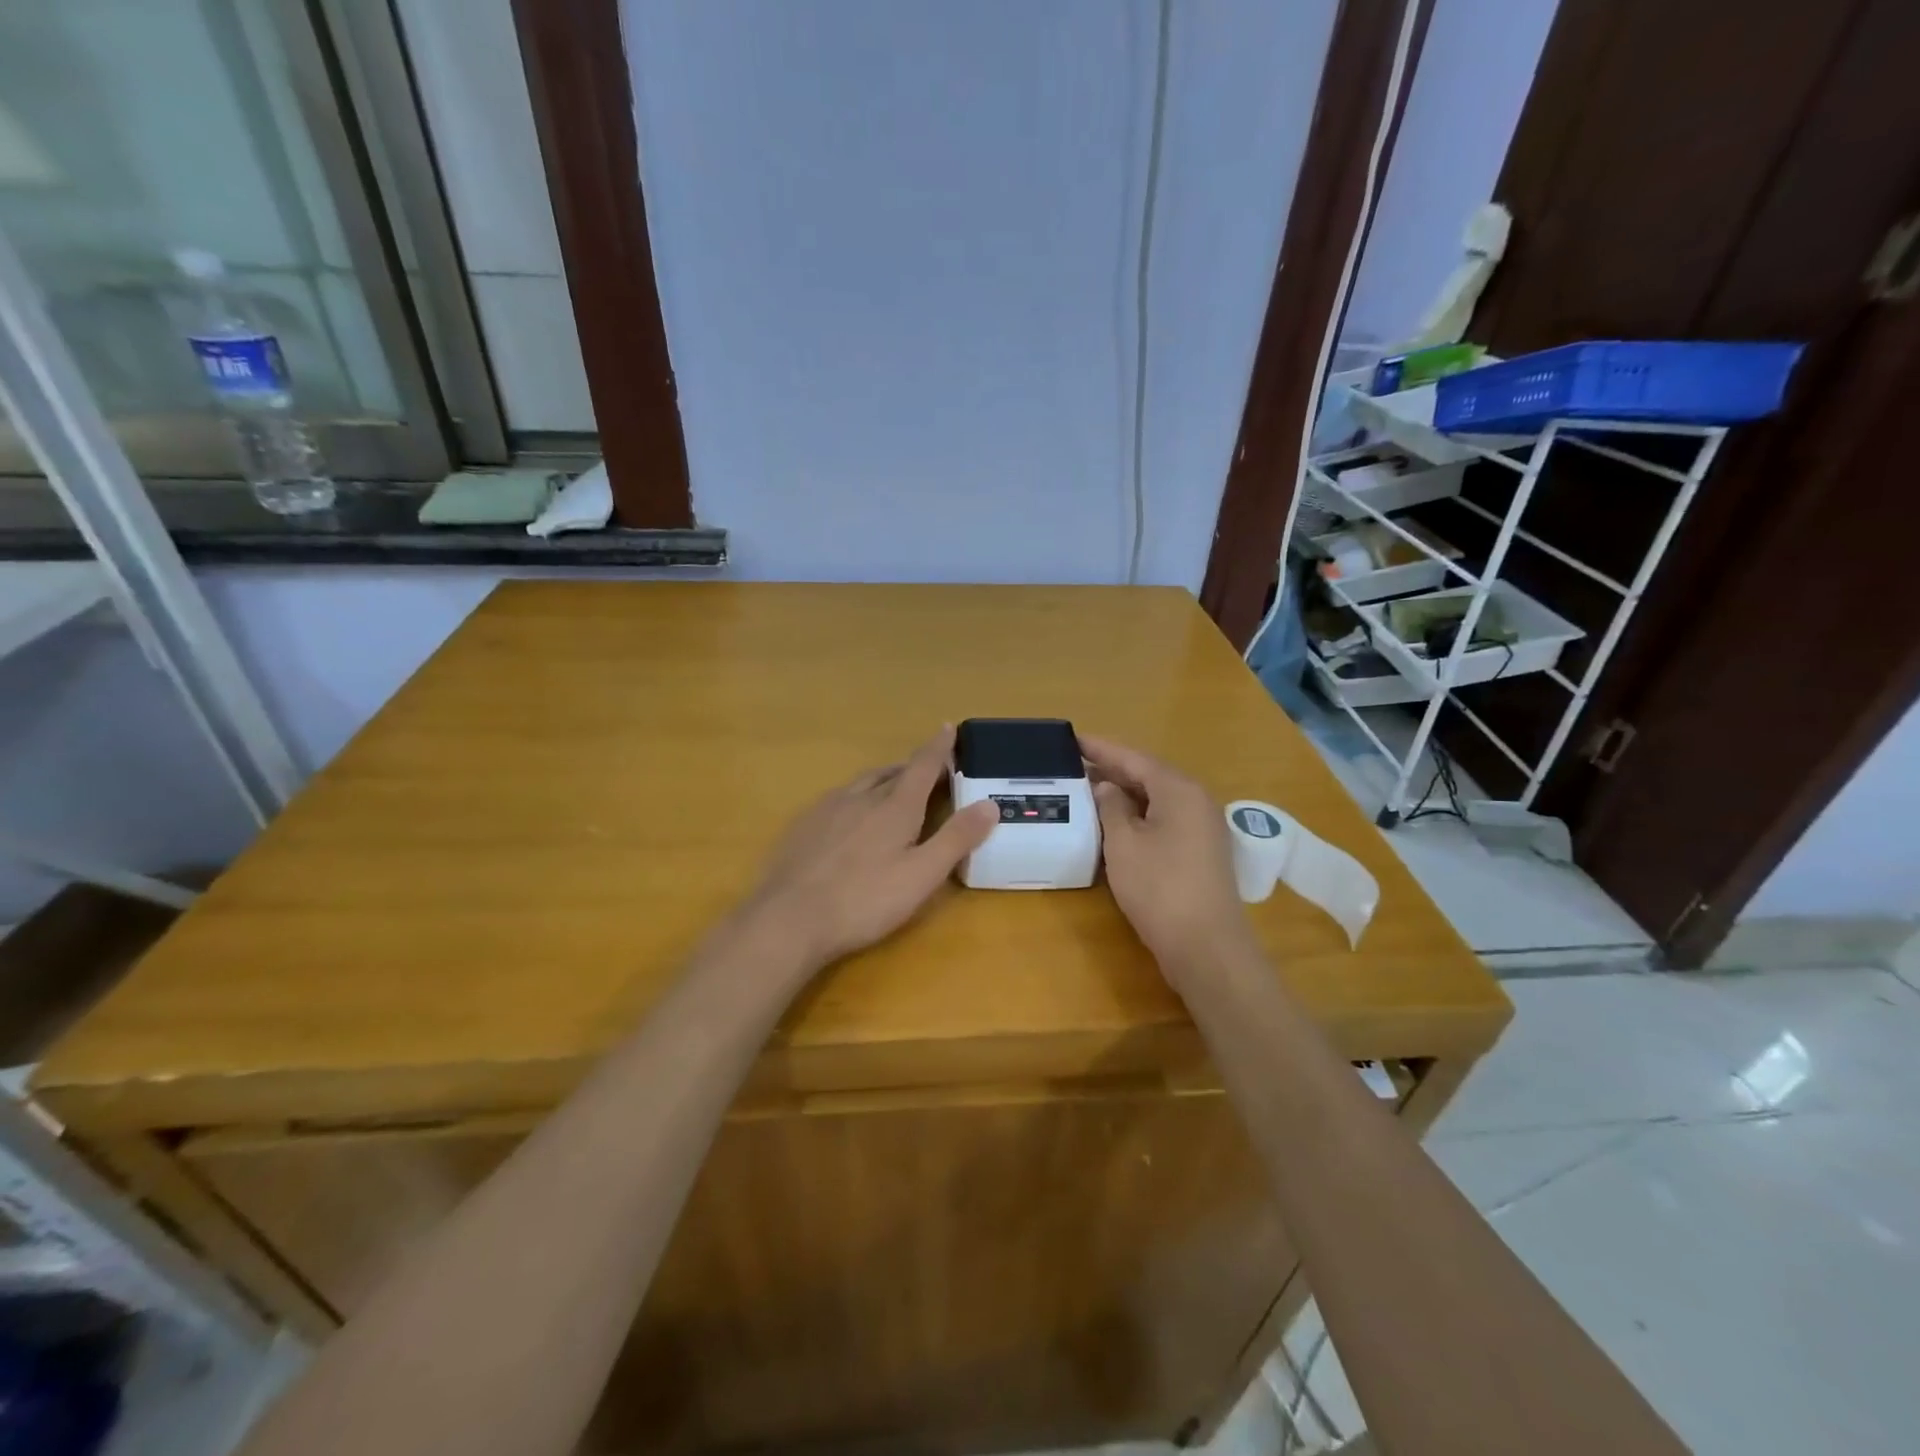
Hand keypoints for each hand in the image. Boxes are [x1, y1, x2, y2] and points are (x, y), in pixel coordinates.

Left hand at [741, 726, 997, 970]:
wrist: (789, 918)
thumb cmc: (864, 900)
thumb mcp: (922, 875)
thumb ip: (956, 838)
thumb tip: (989, 804)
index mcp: (895, 807)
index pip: (923, 766)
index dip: (938, 747)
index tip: (948, 727)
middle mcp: (861, 797)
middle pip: (892, 772)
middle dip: (913, 766)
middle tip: (929, 770)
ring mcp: (828, 809)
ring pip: (863, 783)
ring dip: (884, 779)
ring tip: (893, 786)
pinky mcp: (804, 825)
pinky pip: (837, 798)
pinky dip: (856, 797)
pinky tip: (850, 816)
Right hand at [1081, 734, 1255, 969]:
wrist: (1206, 946)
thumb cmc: (1159, 887)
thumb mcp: (1123, 843)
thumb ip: (1111, 807)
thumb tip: (1107, 787)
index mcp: (1179, 790)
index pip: (1134, 758)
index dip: (1101, 748)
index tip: (1072, 738)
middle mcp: (1196, 801)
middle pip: (1149, 775)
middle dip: (1112, 769)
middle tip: (1074, 763)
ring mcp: (1202, 827)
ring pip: (1157, 798)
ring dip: (1124, 793)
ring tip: (1088, 788)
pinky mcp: (1200, 851)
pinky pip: (1164, 819)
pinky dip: (1138, 814)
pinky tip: (1115, 822)